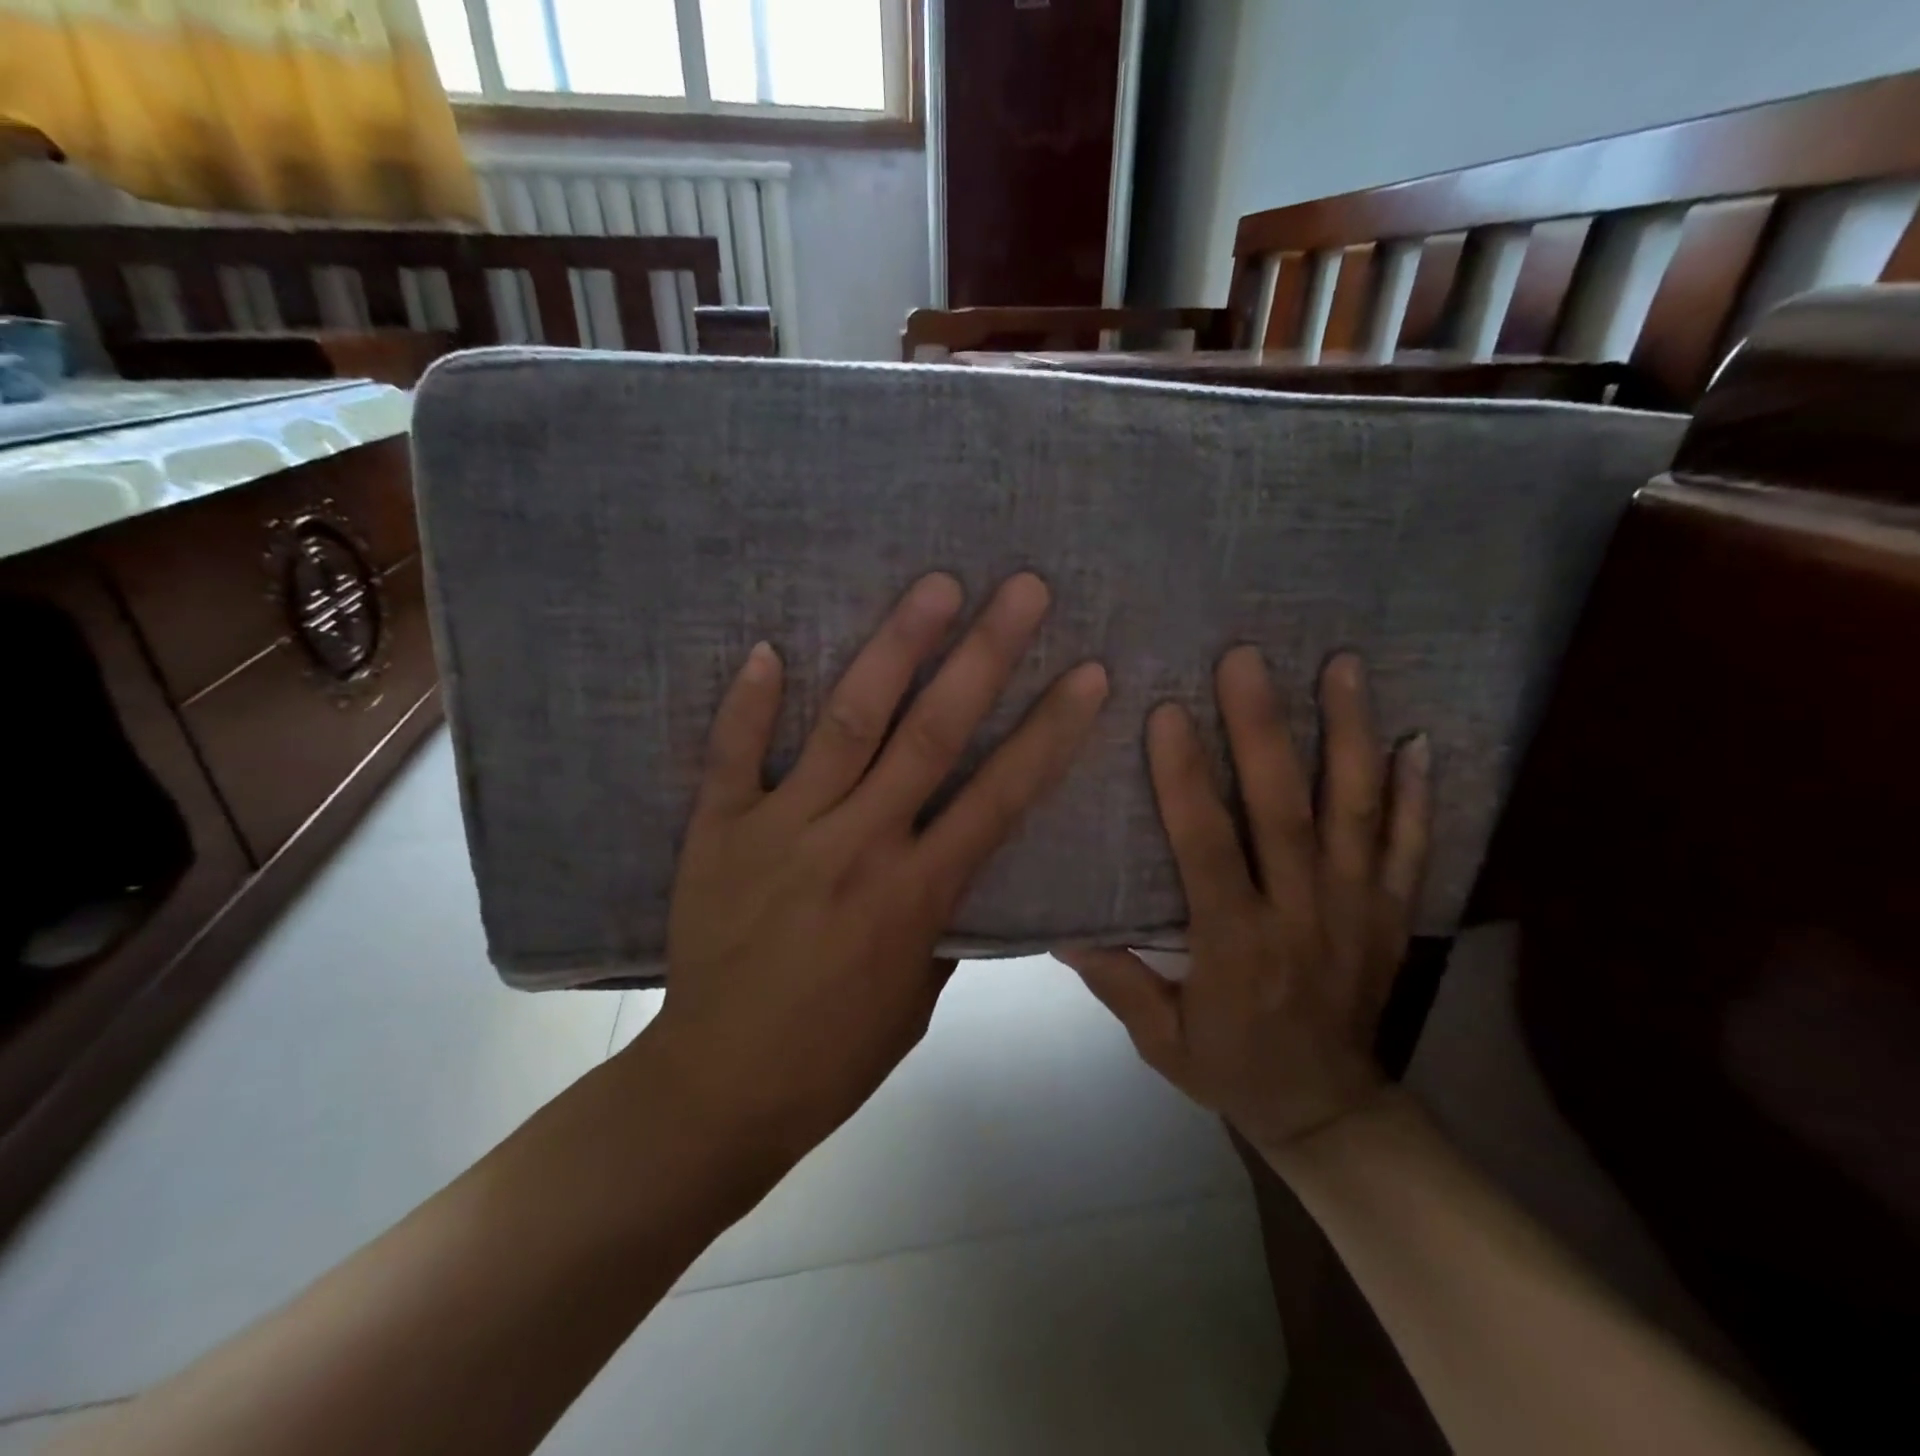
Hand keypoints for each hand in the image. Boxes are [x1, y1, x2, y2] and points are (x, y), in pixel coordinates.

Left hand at [649, 572, 1108, 1158]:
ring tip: (934, 587)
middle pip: (933, 734)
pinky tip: (768, 646)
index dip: (1051, 731)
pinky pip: (733, 754)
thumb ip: (944, 915)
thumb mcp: (920, 997)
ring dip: (895, 648)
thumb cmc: (836, 1053)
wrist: (721, 1086)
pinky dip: (749, 702)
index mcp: (916, 894)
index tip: (1090, 674)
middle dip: (985, 655)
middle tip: (1022, 589)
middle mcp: (858, 844)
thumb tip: (958, 853)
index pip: (1001, 796)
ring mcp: (783, 830)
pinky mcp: (720, 831)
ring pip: (848, 722)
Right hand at [1059, 649, 1430, 1157]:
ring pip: (1354, 812)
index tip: (1168, 713)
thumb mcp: (1160, 1039)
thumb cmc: (1232, 1067)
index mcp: (1236, 944)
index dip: (1185, 780)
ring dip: (1349, 735)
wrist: (1328, 1112)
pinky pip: (1412, 846)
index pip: (1207, 848)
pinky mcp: (1393, 914)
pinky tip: (1420, 737)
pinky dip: (1418, 792)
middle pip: (1284, 812)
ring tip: (1342, 666)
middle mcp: (1302, 915)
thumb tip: (1060, 928)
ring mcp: (1357, 910)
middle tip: (1247, 659)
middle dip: (1263, 731)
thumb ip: (1117, 980)